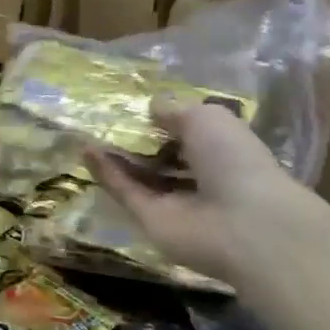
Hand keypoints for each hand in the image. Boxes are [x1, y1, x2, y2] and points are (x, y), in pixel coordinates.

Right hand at [88, 101, 329, 288]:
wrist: (243, 223)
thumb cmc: (233, 159)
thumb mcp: (206, 118)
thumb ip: (175, 110)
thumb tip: (152, 106)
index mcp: (221, 151)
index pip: (189, 135)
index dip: (165, 121)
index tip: (138, 108)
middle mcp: (198, 177)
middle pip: (161, 157)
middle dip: (136, 141)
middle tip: (106, 120)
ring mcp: (174, 201)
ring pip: (139, 176)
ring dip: (115, 156)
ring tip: (87, 132)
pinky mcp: (150, 219)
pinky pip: (125, 192)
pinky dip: (106, 173)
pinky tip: (87, 150)